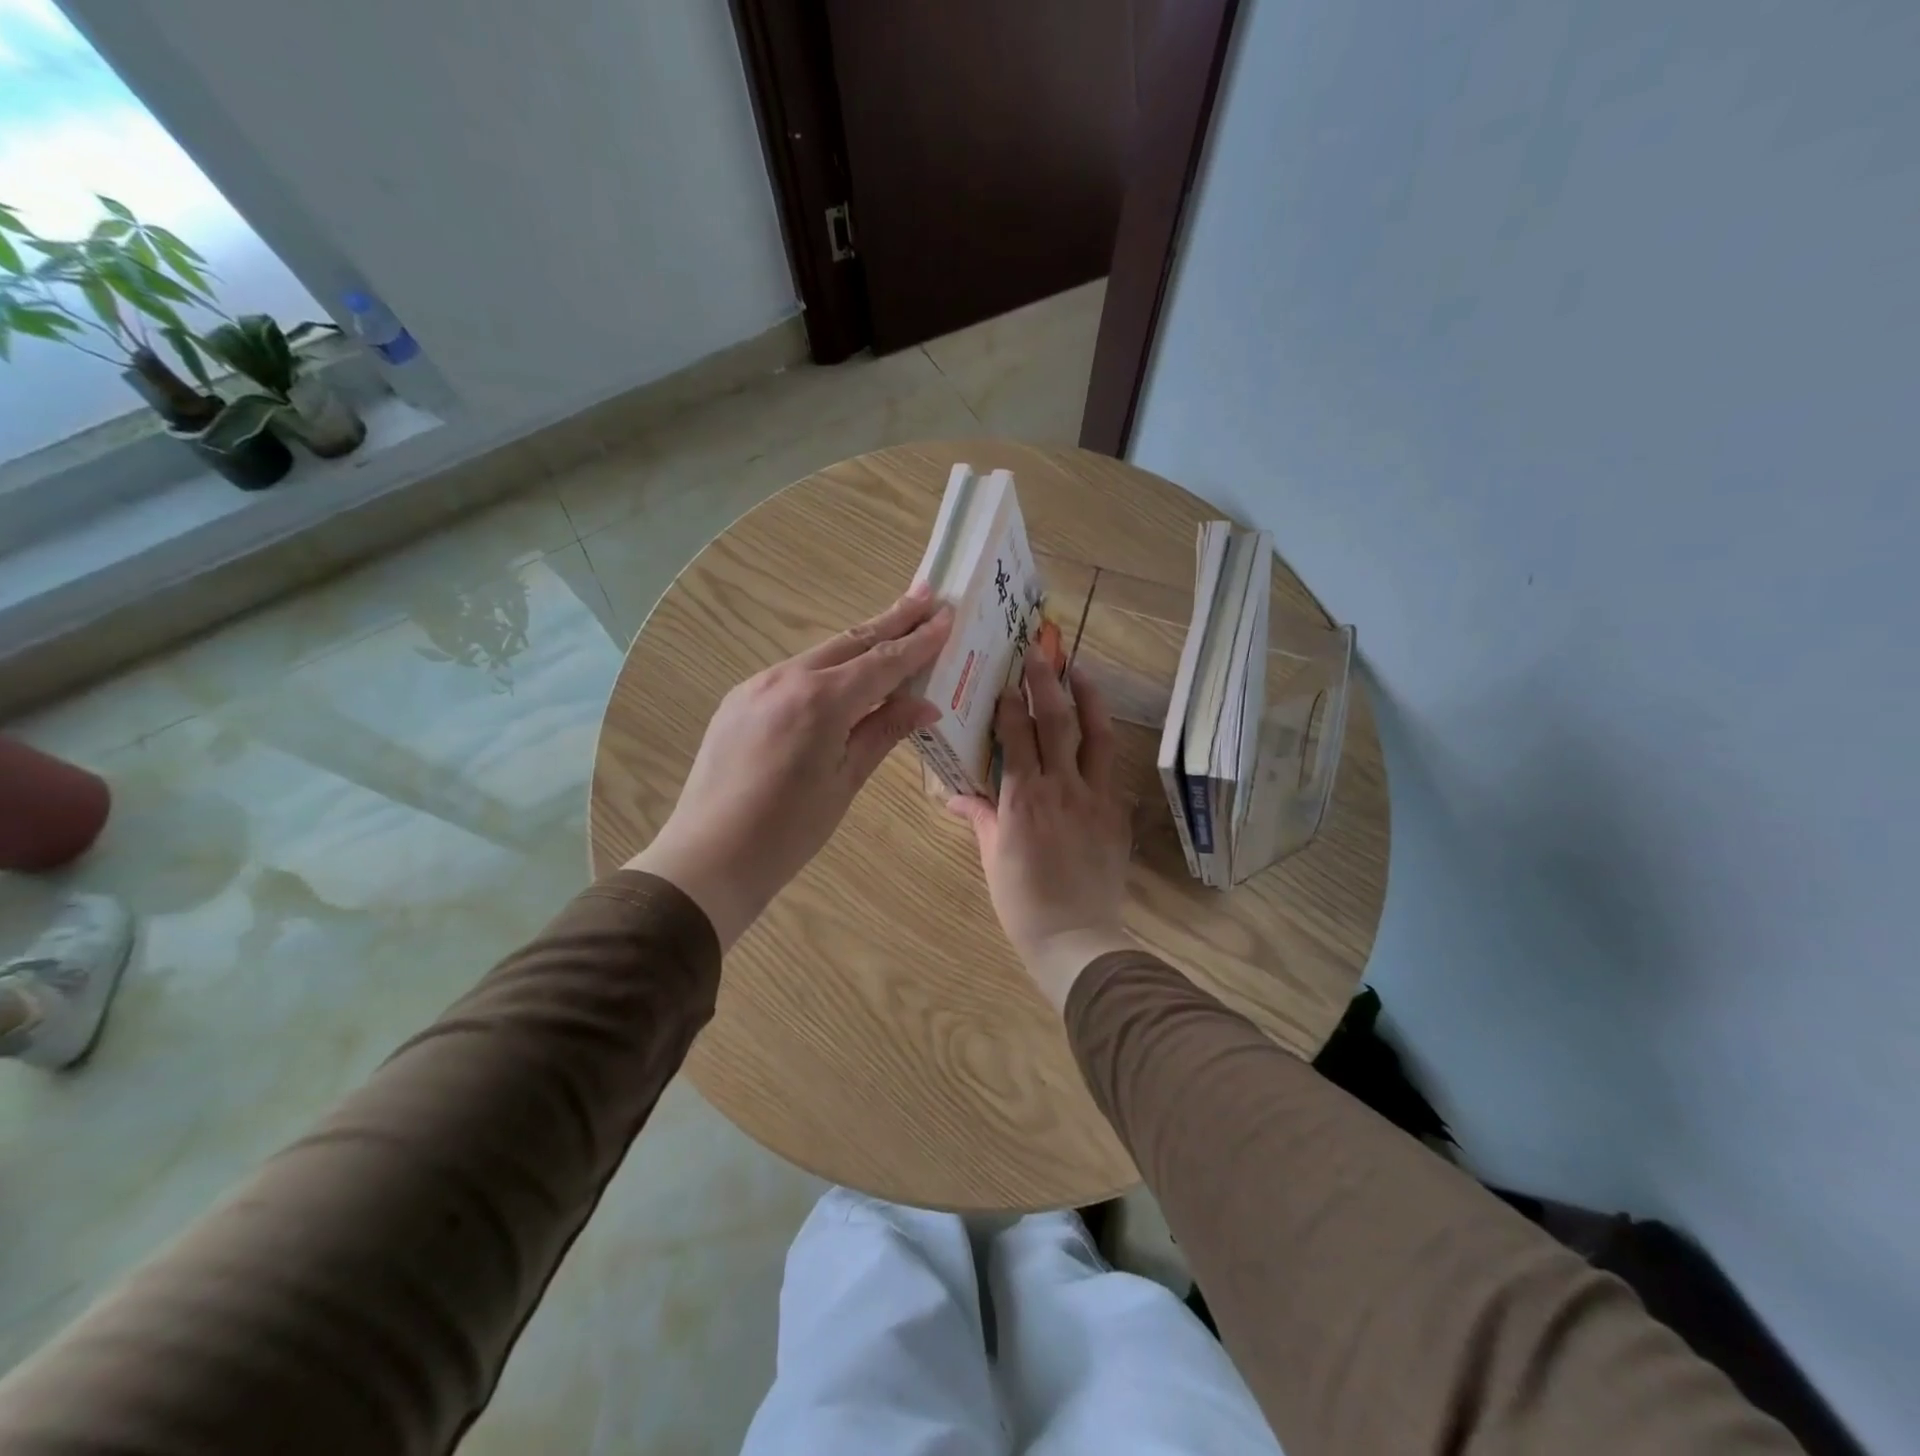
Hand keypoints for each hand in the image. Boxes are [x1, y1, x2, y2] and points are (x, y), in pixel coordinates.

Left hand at [628, 586, 951, 948]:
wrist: (708, 858)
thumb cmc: (788, 832)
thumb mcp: (845, 782)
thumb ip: (883, 733)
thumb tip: (925, 705)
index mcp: (820, 701)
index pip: (882, 662)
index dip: (919, 641)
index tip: (947, 616)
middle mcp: (786, 679)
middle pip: (851, 641)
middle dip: (892, 619)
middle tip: (927, 595)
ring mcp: (756, 686)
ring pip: (821, 654)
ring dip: (860, 640)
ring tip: (894, 625)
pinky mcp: (739, 701)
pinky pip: (794, 674)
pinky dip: (827, 668)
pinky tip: (844, 672)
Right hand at [949, 654, 1135, 1007]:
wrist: (1076, 937)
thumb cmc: (1023, 901)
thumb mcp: (992, 857)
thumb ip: (980, 817)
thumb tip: (955, 796)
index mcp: (1023, 798)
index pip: (1015, 736)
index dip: (1009, 704)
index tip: (1004, 681)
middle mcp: (1061, 787)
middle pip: (1055, 722)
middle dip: (1045, 682)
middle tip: (1039, 652)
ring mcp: (1095, 796)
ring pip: (1095, 735)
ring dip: (1088, 698)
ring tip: (1080, 670)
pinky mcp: (1116, 811)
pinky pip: (1111, 765)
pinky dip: (1103, 738)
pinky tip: (1097, 725)